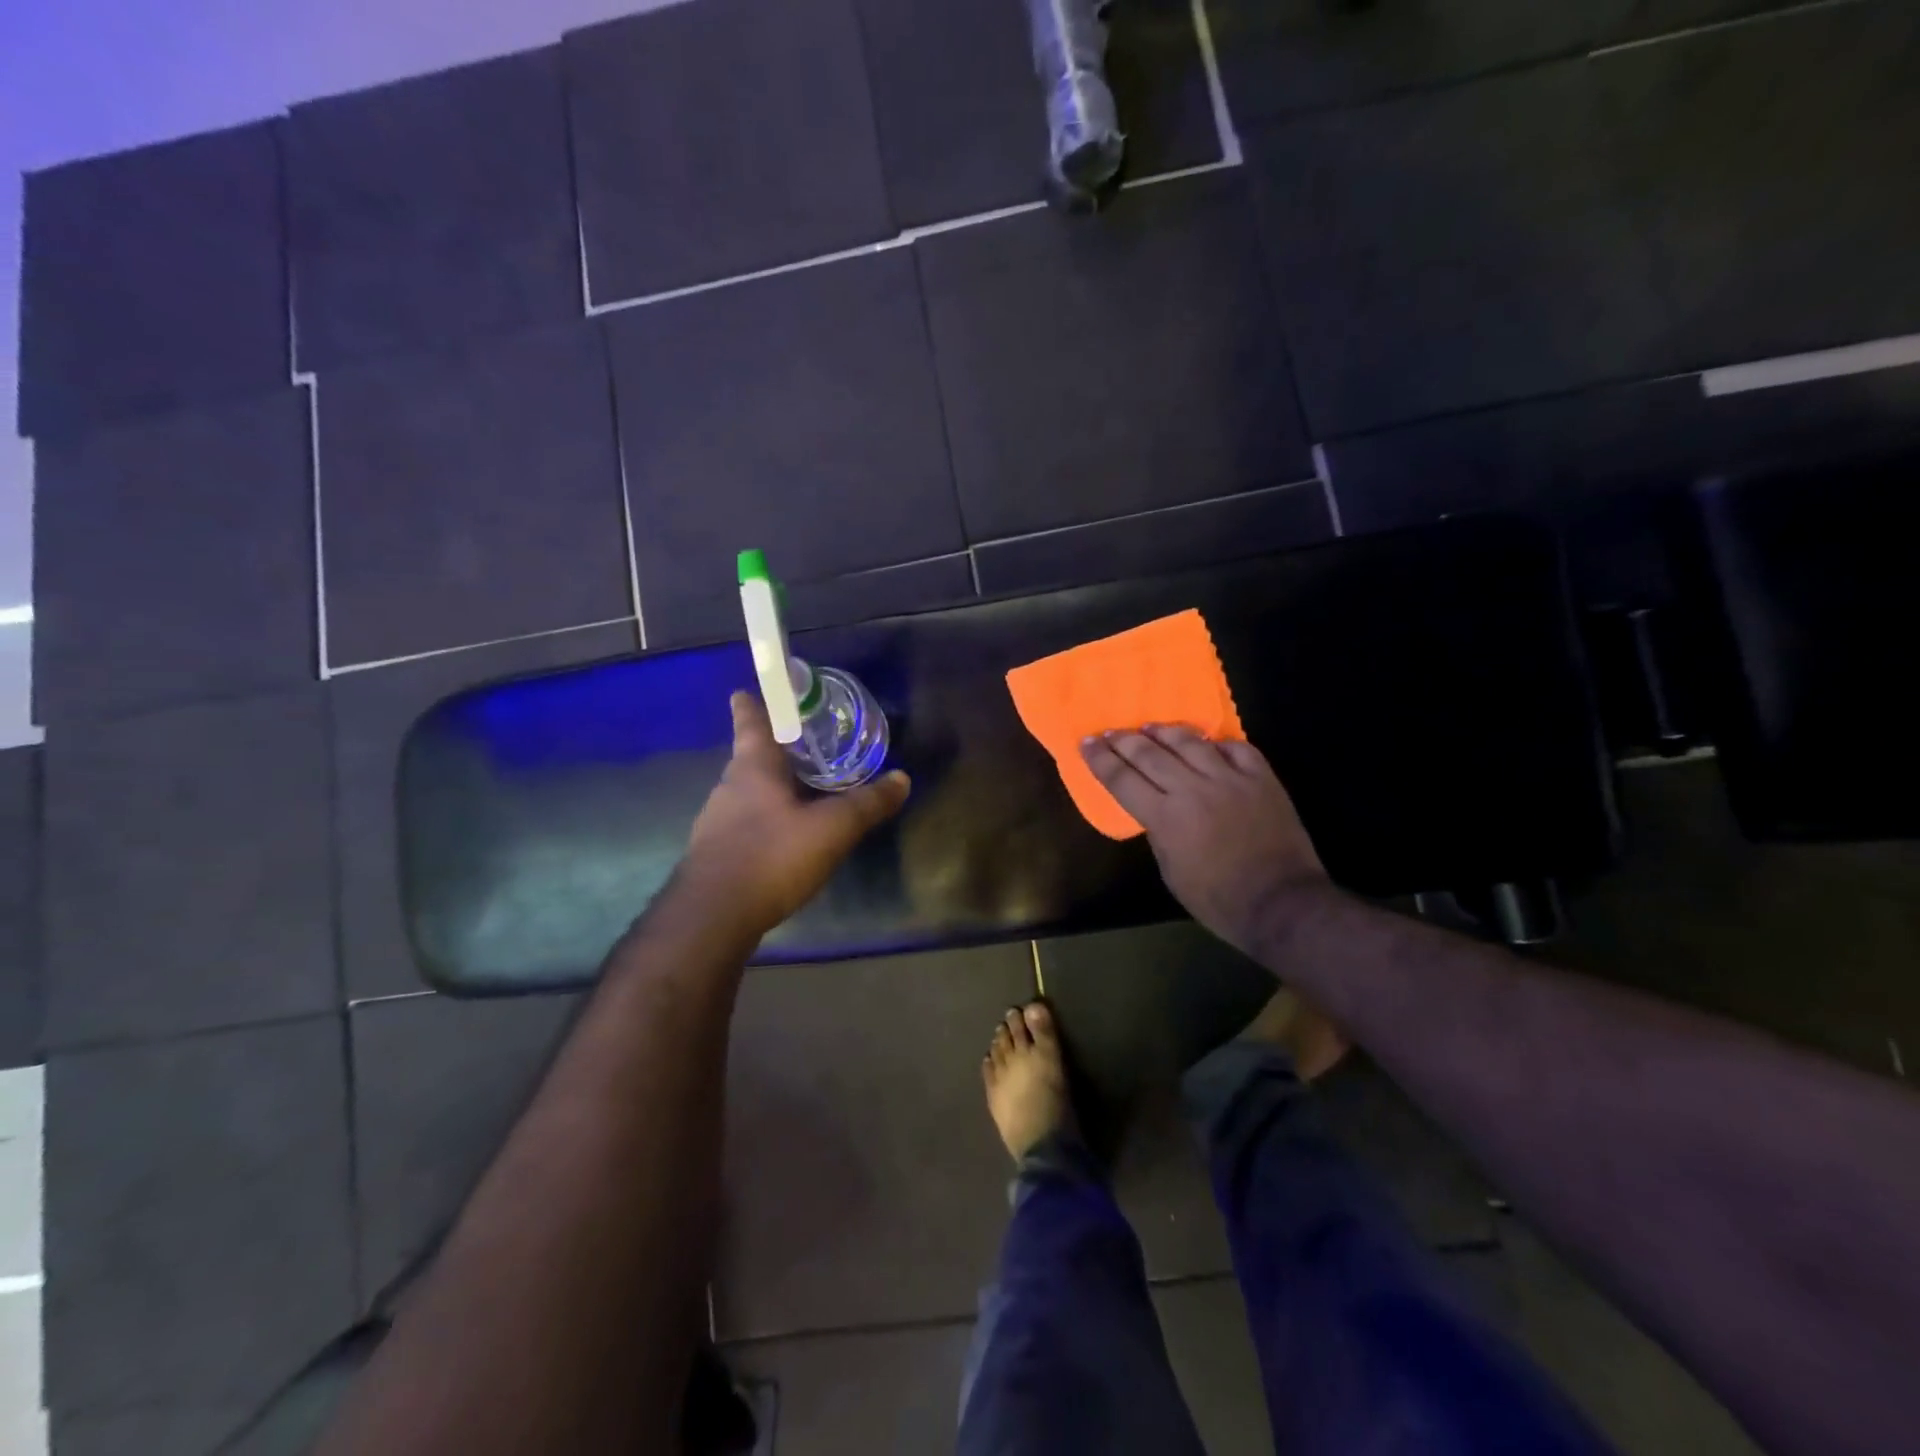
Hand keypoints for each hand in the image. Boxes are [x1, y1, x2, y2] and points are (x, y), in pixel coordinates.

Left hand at [681, 692, 910, 933]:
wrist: (713, 916)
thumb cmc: (771, 855)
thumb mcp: (832, 828)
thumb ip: (867, 803)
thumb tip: (902, 779)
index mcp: (753, 768)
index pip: (751, 723)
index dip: (751, 705)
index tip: (746, 691)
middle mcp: (729, 787)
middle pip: (749, 758)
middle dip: (772, 750)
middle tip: (799, 746)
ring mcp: (716, 822)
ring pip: (746, 793)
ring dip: (769, 788)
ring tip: (798, 791)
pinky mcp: (714, 854)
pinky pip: (743, 824)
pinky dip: (763, 821)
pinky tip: (783, 838)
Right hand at [1082, 725, 1326, 954]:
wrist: (1281, 903)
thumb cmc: (1218, 900)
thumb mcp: (1172, 872)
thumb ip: (1159, 833)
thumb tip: (1155, 808)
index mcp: (1165, 817)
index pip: (1122, 779)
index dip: (1100, 759)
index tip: (1086, 743)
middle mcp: (1192, 789)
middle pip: (1150, 754)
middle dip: (1124, 741)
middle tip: (1110, 732)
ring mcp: (1230, 779)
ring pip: (1190, 742)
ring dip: (1165, 732)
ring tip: (1150, 727)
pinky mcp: (1261, 778)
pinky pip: (1235, 748)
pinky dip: (1216, 743)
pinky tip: (1206, 742)